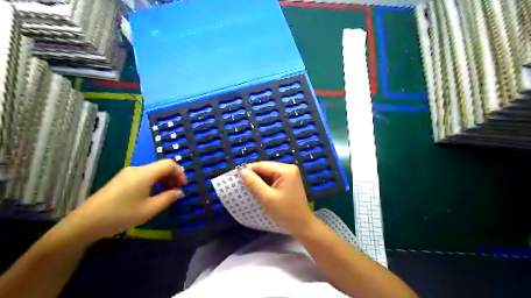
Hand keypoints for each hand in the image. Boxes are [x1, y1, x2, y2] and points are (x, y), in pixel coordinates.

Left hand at [50, 160, 185, 247]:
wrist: (86, 222)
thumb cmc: (122, 214)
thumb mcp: (150, 209)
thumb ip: (168, 198)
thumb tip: (179, 192)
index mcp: (145, 173)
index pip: (169, 164)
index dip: (180, 173)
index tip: (183, 186)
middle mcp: (137, 169)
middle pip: (161, 166)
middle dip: (173, 177)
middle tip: (177, 191)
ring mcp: (127, 173)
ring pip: (152, 171)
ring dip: (163, 180)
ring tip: (166, 194)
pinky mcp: (121, 179)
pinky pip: (143, 176)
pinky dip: (153, 182)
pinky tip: (152, 195)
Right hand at [240, 162, 313, 236]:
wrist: (302, 225)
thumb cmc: (285, 212)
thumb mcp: (267, 198)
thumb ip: (253, 183)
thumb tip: (241, 171)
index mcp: (285, 169)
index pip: (262, 165)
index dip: (248, 171)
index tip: (236, 180)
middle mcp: (289, 168)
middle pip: (265, 168)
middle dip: (254, 177)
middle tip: (242, 187)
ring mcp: (290, 174)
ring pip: (268, 174)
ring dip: (259, 181)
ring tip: (249, 190)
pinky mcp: (289, 181)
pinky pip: (273, 179)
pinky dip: (265, 185)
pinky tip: (260, 192)